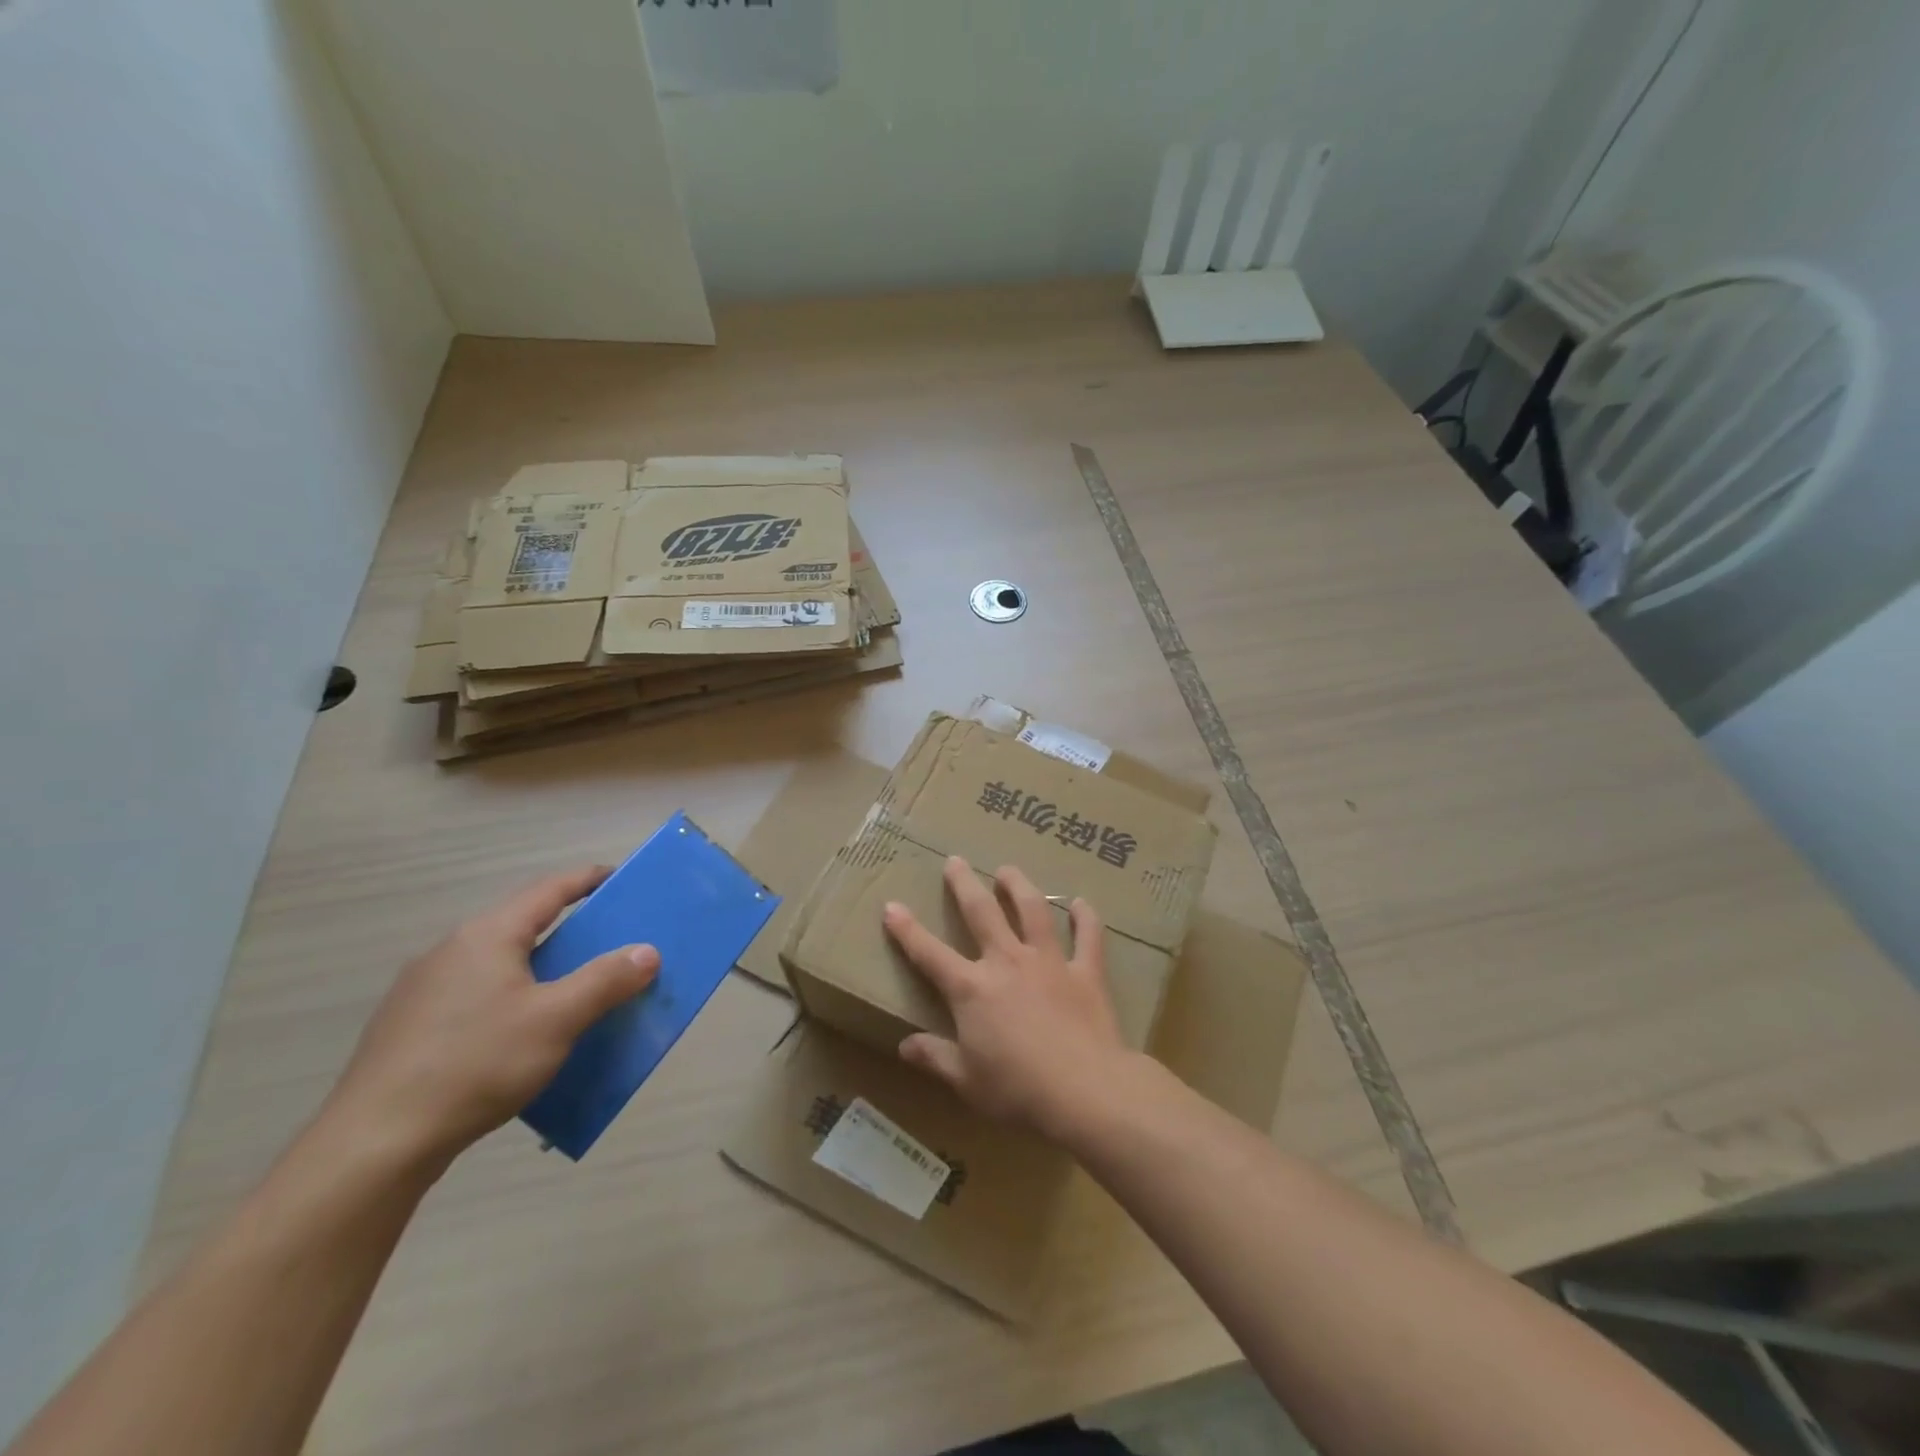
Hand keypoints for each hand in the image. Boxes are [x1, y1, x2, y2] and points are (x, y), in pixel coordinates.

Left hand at [319, 866, 658, 1171]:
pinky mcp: (407, 1026)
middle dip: (567, 929)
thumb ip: (606, 981)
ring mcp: (421, 989)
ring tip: (568, 992)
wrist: (374, 1144)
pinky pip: (473, 994)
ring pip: (496, 962)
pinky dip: (508, 996)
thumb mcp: (557, 1020)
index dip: (588, 880)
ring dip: (537, 967)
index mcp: (488, 935)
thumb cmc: (476, 1065)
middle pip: (522, 924)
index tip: (620, 879)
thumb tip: (647, 951)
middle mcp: (451, 950)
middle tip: (606, 944)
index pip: (549, 890)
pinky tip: (516, 1035)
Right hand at [882, 856, 1135, 1141]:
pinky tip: (1081, 903)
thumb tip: (905, 1045)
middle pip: (982, 912)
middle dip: (965, 884)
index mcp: (972, 989)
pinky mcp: (1086, 972)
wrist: (1085, 1090)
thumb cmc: (1018, 1090)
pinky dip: (1085, 917)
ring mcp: (1048, 962)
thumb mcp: (966, 1081)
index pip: (930, 953)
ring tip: (1008, 870)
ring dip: (1019, 886)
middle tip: (956, 860)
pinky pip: (1088, 937)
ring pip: (1032, 910)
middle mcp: (1007, 962)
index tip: (892, 905)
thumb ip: (935, 1057)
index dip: (907, 930)